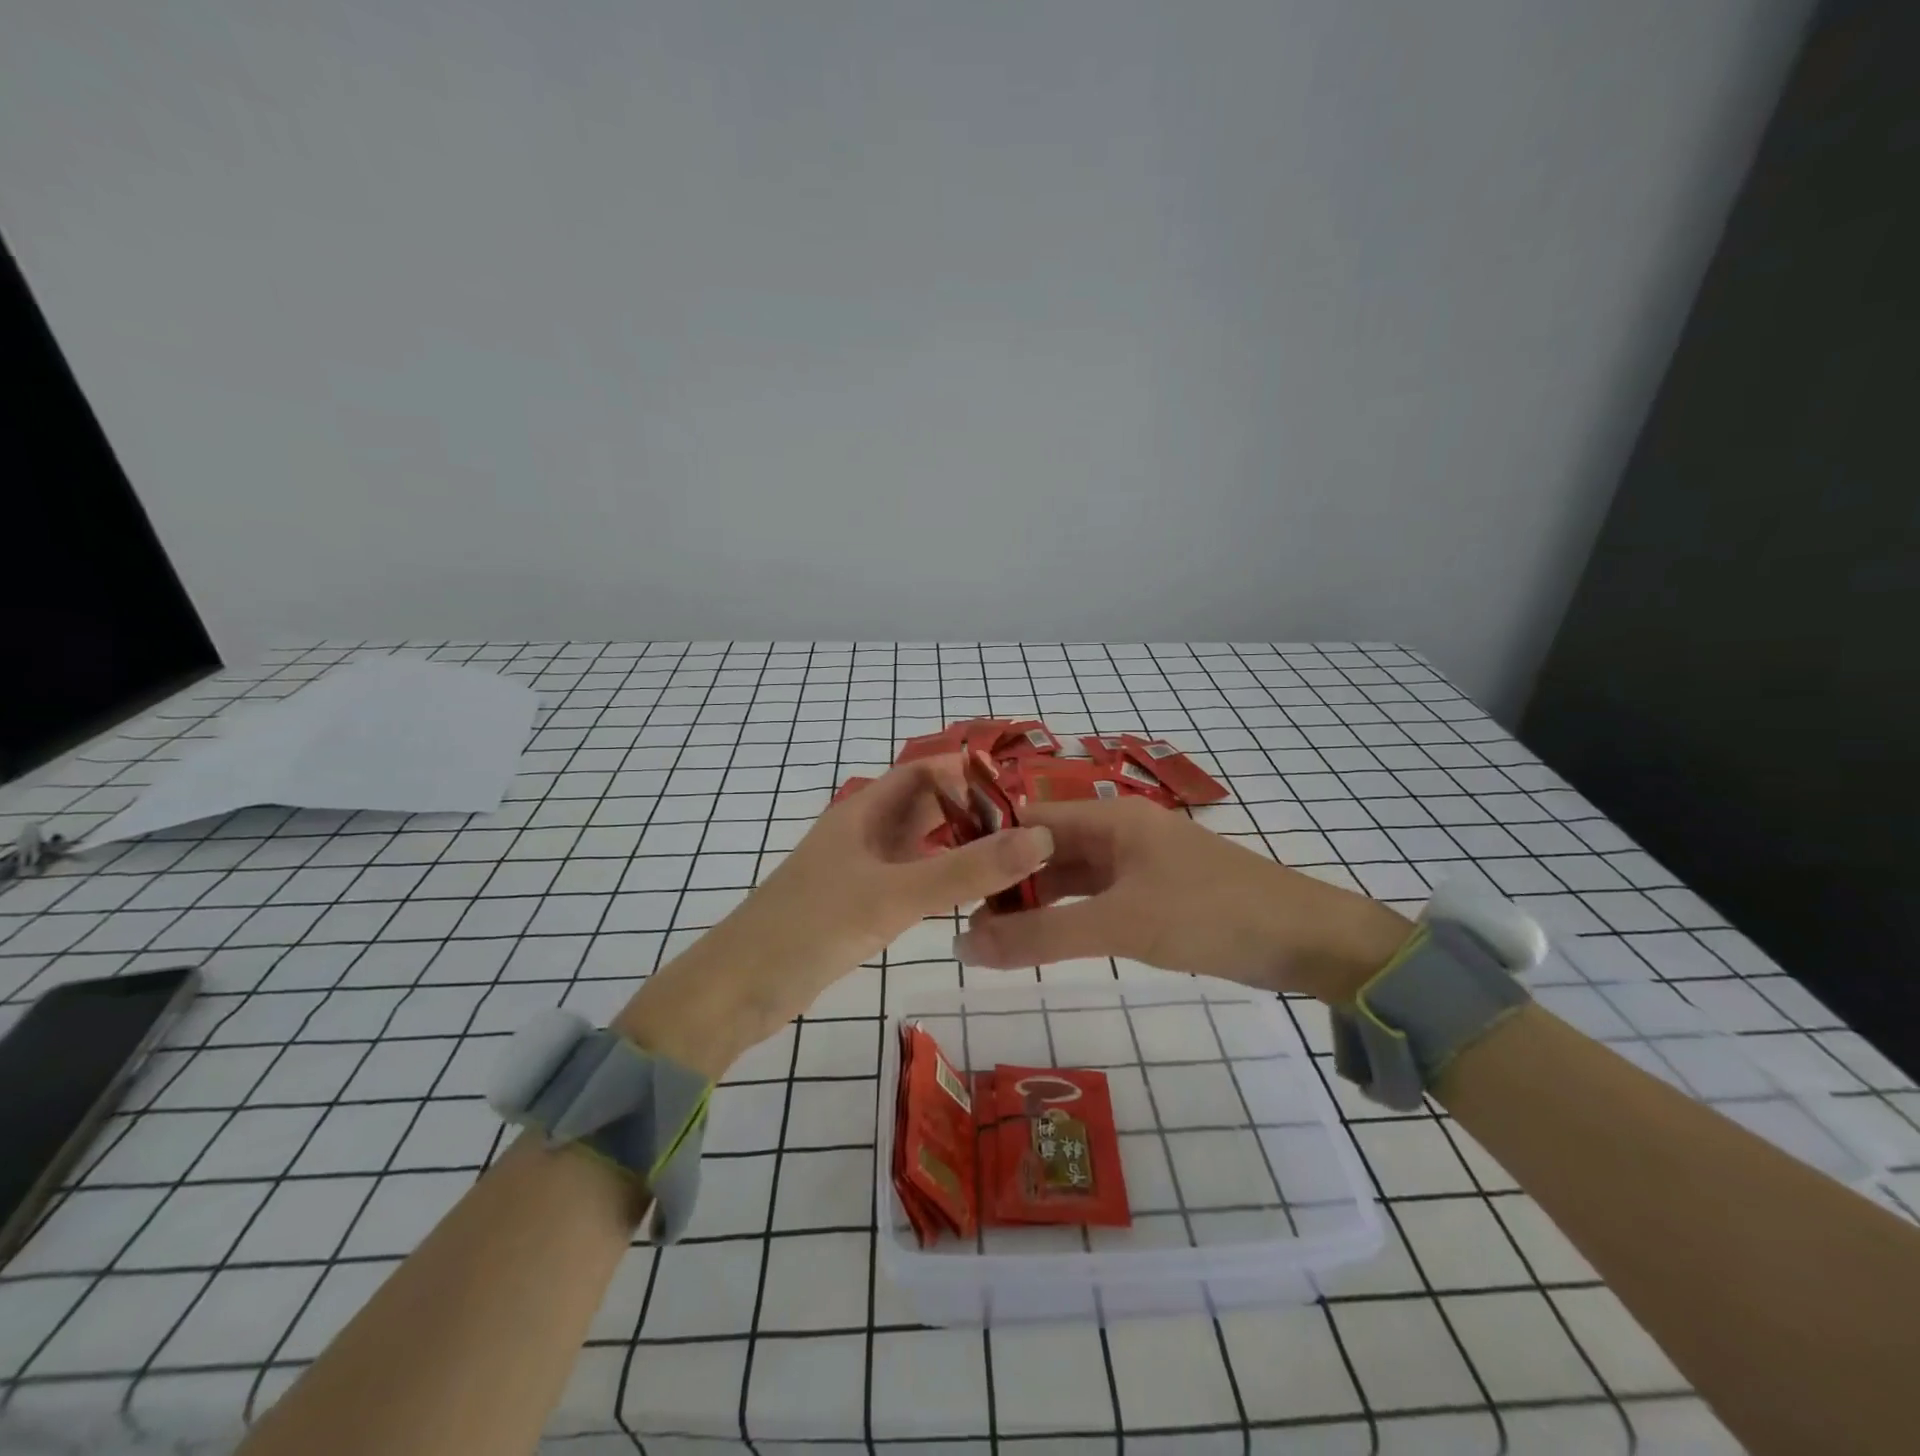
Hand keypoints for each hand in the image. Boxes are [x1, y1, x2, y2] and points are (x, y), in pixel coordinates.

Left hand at [616, 757, 1052, 1076]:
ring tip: (1015, 862)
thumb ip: (965, 870)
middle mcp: (863, 835)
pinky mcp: (857, 909)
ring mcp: (859, 873)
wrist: (735, 994)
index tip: (1020, 790)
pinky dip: (941, 883)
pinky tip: (972, 899)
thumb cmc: (809, 928)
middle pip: (925, 809)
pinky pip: (910, 882)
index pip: (922, 773)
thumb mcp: (892, 896)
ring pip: (919, 848)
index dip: (966, 773)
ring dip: (959, 849)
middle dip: (971, 812)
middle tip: (1030, 830)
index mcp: (862, 812)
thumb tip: (1039, 838)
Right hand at [952, 797, 1411, 1002]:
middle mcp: (1120, 833)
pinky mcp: (1154, 896)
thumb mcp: (1121, 924)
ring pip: (1070, 878)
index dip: (988, 846)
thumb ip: (1041, 937)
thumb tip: (963, 947)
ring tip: (990, 938)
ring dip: (1034, 903)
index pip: (1030, 820)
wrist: (1308, 941)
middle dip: (1007, 881)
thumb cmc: (1211, 915)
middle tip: (963, 921)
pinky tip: (1041, 941)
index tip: (947, 880)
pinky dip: (1066, 918)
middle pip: (1047, 849)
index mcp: (1112, 819)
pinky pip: (1095, 900)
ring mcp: (1138, 866)